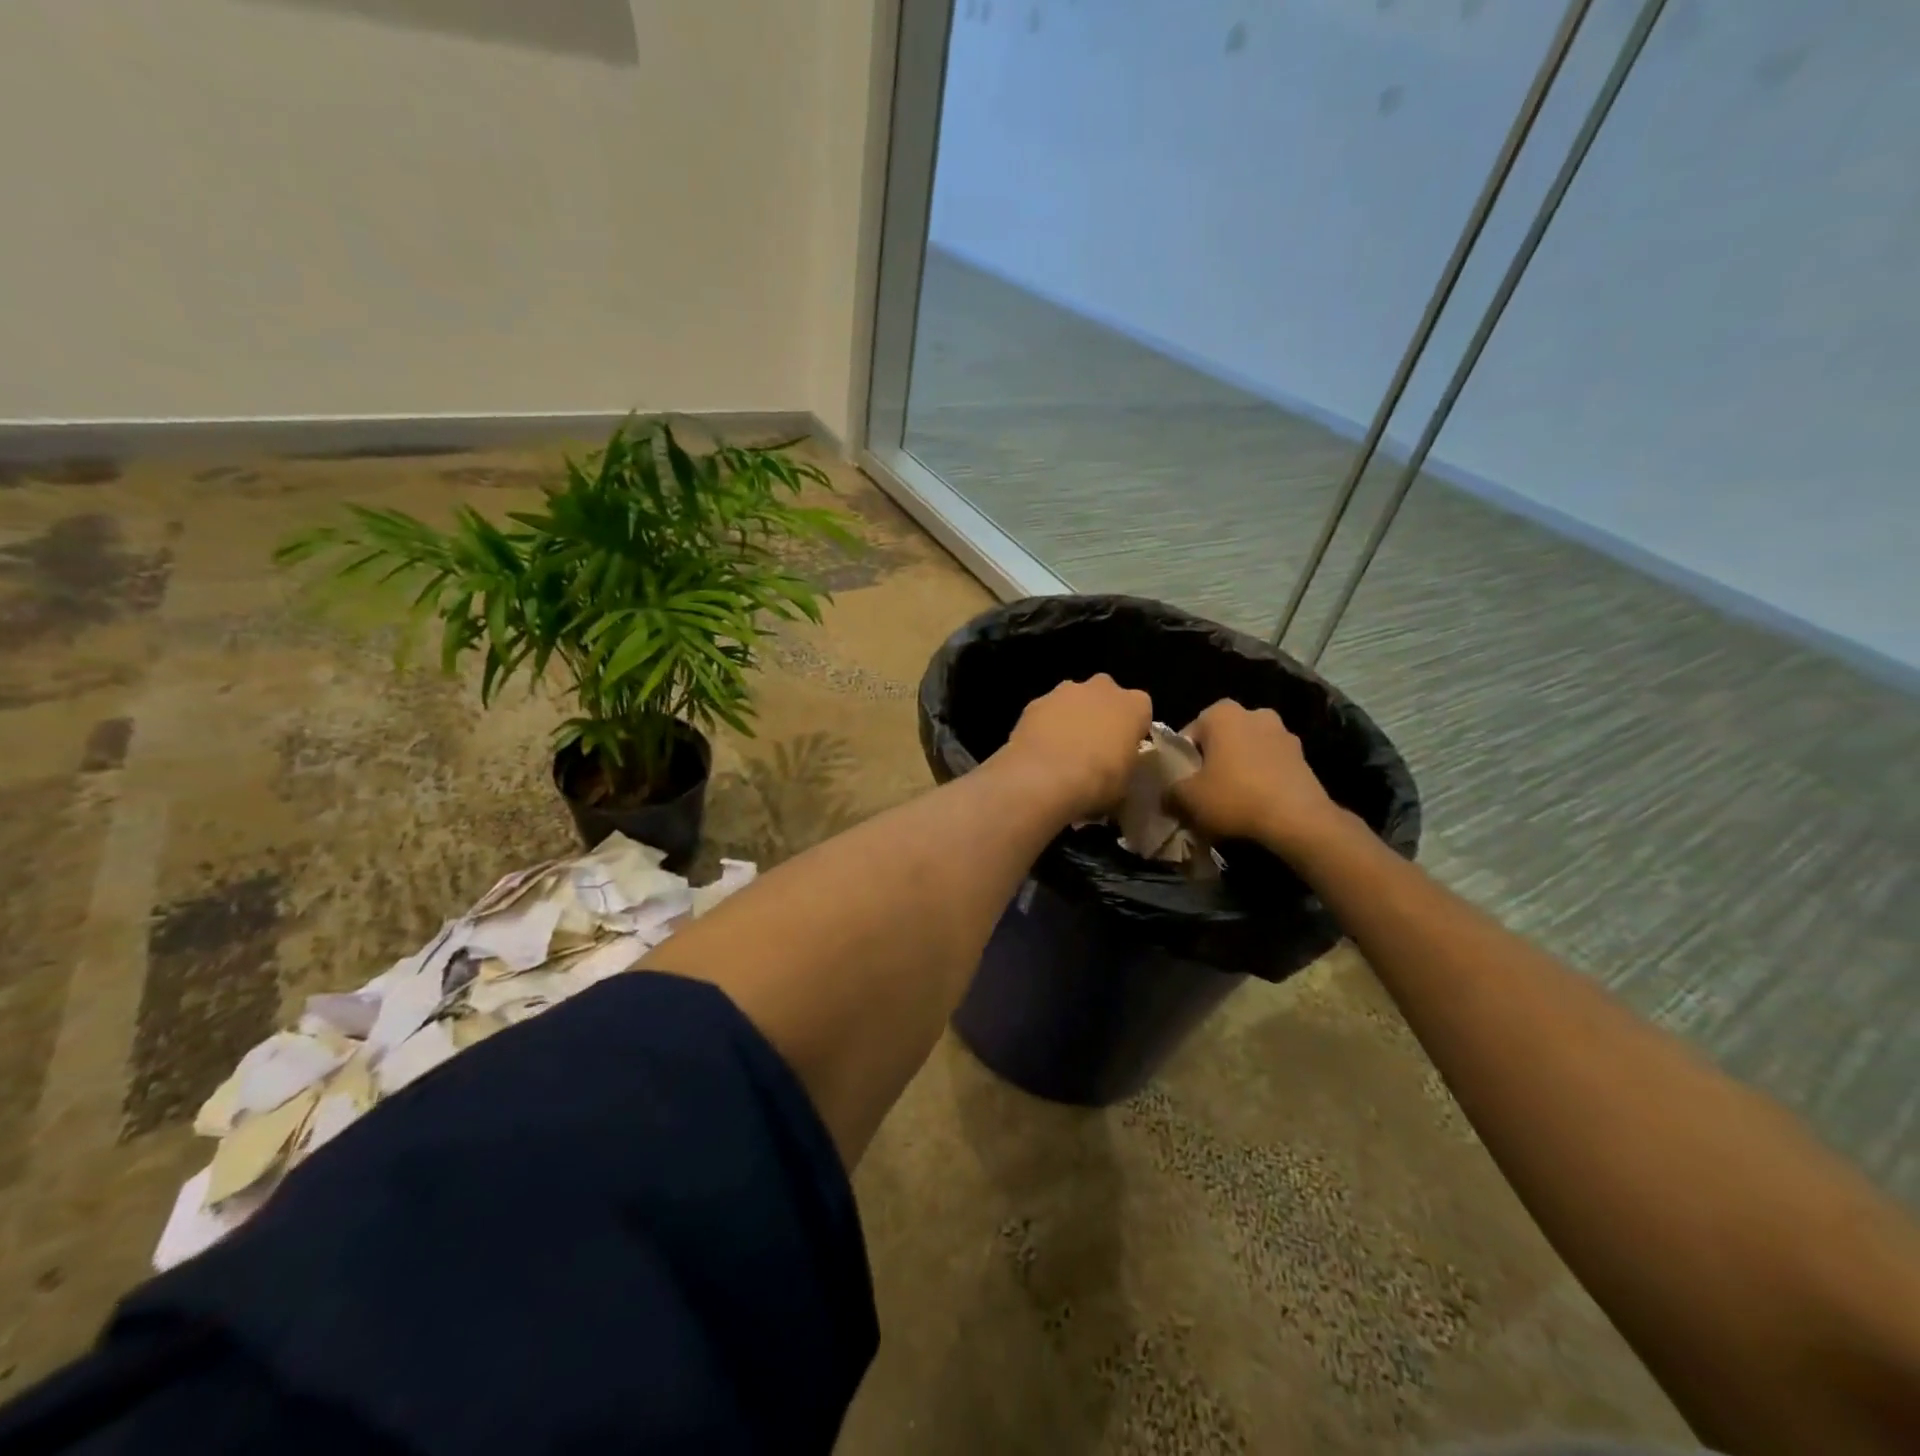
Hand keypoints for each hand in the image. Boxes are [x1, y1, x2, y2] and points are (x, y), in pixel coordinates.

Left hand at [996, 674, 1152, 822]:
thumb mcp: (1126, 781)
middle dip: (1100, 715)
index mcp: (1135, 704)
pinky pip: (1045, 712)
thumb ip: (1124, 763)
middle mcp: (1102, 688)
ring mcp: (1066, 691)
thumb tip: (1115, 767)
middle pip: (1105, 696)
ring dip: (1070, 718)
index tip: (1124, 750)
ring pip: (1073, 700)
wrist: (1046, 777)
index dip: (1131, 730)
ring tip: (1061, 751)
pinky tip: (1039, 752)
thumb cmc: (1099, 781)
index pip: (1140, 710)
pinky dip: (1044, 726)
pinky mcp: (1035, 702)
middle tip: (1093, 747)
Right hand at [1168, 700, 1348, 855]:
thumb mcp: (1187, 799)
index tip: (1182, 785)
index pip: (1189, 734)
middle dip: (1212, 760)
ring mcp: (1283, 733)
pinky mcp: (1303, 756)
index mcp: (1221, 713)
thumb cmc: (1234, 797)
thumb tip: (1168, 795)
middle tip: (1205, 791)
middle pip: (1221, 739)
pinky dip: (1261, 778)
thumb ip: (1170, 792)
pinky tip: (1256, 804)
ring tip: (1233, 800)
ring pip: (1247, 750)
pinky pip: (1270, 764)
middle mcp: (1254, 713)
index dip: (1182, 761)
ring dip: (1239, 768)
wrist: (1298, 820)